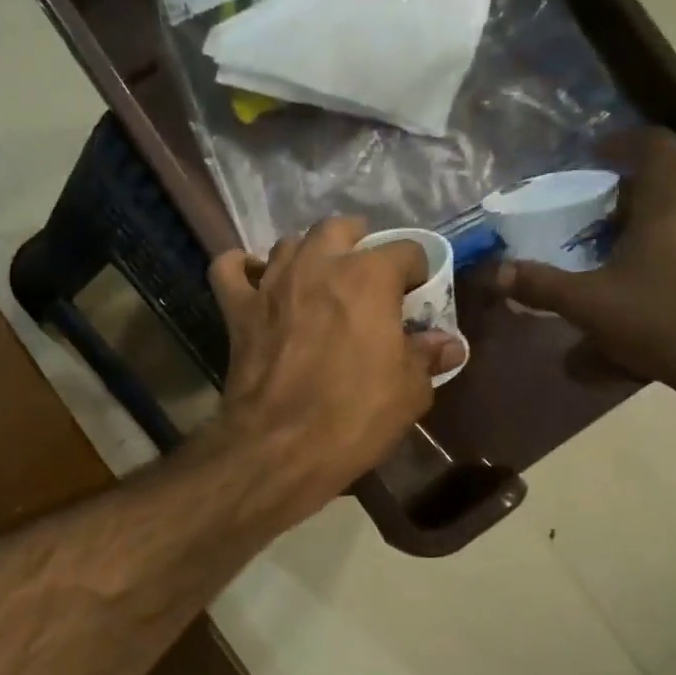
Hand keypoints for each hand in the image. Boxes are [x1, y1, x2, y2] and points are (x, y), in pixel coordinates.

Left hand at [209, 217, 462, 520]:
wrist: (279, 445)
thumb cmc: (353, 416)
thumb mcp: (409, 391)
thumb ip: (426, 356)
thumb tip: (446, 343)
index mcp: (368, 277)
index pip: (404, 250)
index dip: (416, 270)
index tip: (417, 294)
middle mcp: (316, 265)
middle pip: (338, 229)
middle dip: (357, 243)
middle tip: (365, 274)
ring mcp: (271, 284)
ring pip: (287, 243)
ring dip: (305, 254)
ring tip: (316, 280)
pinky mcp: (237, 308)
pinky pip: (229, 268)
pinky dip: (240, 268)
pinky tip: (253, 281)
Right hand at [496, 128, 675, 447]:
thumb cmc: (666, 323)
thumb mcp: (590, 306)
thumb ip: (540, 285)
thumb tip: (495, 271)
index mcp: (674, 205)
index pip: (655, 147)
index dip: (623, 142)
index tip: (595, 153)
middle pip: (665, 187)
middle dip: (623, 198)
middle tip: (586, 221)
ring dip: (646, 229)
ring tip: (610, 259)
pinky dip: (669, 254)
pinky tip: (646, 291)